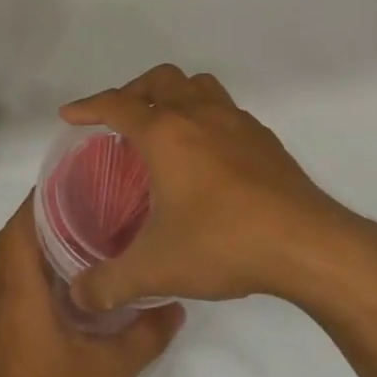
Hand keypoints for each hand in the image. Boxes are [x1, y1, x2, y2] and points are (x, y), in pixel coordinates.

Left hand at [0, 199, 183, 376]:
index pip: (20, 227)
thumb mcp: (113, 369)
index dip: (40, 200)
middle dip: (40, 220)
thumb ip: (146, 332)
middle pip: (10, 242)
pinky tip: (59, 292)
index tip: (72, 183)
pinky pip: (2, 292)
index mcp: (17, 292)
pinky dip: (24, 277)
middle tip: (83, 208)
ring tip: (76, 241)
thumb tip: (176, 304)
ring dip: (31, 249)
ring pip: (3, 268)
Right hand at [62, 64, 359, 311]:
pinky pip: (225, 109)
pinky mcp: (263, 138)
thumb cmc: (223, 243)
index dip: (88, 106)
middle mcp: (198, 115)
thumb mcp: (156, 269)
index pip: (116, 105)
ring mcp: (236, 122)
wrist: (307, 243)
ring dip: (173, 94)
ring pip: (197, 85)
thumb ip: (110, 282)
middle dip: (132, 92)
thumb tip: (78, 296)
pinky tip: (208, 153)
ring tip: (163, 123)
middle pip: (158, 80)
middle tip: (118, 119)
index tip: (70, 115)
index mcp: (165, 133)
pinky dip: (206, 116)